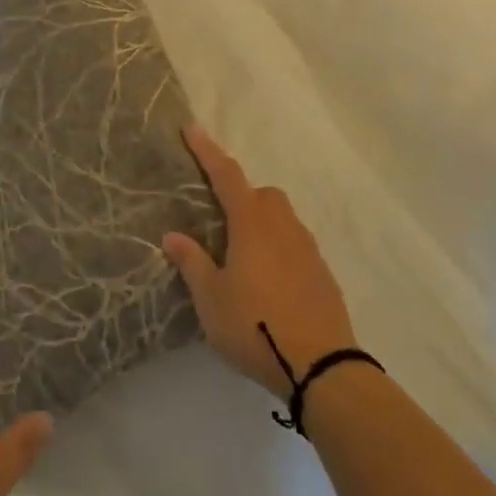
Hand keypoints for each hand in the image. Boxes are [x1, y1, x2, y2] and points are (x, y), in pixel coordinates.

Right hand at [164, 125, 357, 400]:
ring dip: (261, 221)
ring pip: (282, 218)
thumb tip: (172, 234)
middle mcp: (283, 227)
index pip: (227, 176)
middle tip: (219, 219)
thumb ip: (192, 262)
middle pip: (262, 194)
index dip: (208, 152)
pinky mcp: (322, 274)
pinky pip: (296, 244)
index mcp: (252, 225)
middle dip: (240, 194)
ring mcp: (308, 250)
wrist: (322, 367)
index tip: (192, 129)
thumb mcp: (211, 298)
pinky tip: (268, 279)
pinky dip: (279, 247)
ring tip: (242, 253)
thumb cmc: (255, 326)